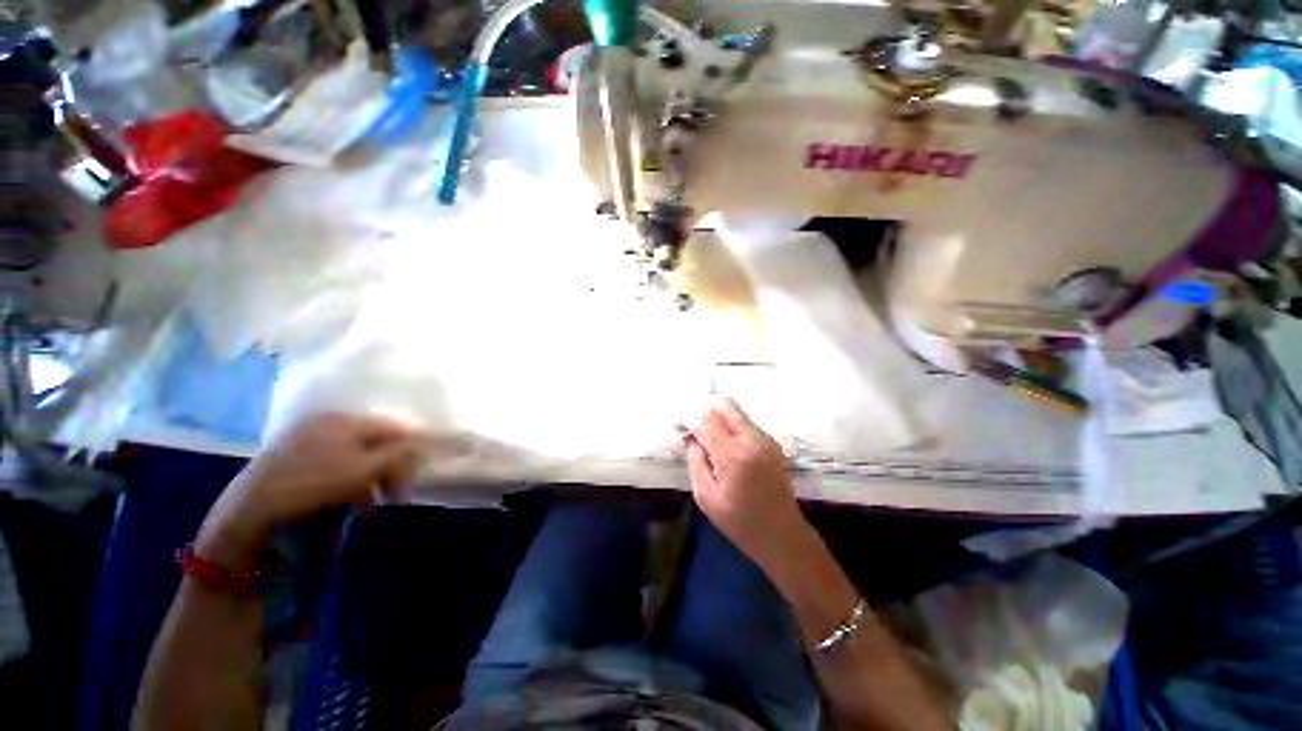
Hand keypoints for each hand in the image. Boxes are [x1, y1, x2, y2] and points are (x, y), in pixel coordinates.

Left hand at [196, 413, 424, 568]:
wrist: (247, 512)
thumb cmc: (312, 484)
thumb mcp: (363, 470)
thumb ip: (398, 454)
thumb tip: (421, 445)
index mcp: (345, 419)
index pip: (393, 427)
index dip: (411, 449)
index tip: (417, 474)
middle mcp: (328, 423)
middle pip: (375, 442)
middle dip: (390, 468)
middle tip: (397, 495)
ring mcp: (308, 440)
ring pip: (356, 457)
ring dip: (371, 480)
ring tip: (374, 505)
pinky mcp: (294, 459)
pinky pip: (335, 466)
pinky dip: (349, 483)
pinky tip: (352, 504)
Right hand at [687, 399, 804, 562]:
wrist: (782, 535)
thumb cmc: (739, 522)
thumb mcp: (705, 496)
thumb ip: (695, 460)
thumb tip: (690, 436)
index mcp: (733, 455)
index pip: (706, 418)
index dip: (689, 417)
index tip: (679, 426)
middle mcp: (752, 439)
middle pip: (725, 405)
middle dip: (704, 409)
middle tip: (692, 426)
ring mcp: (766, 439)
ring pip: (736, 411)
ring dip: (718, 417)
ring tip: (706, 436)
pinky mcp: (772, 442)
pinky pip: (745, 422)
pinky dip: (730, 425)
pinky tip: (723, 444)